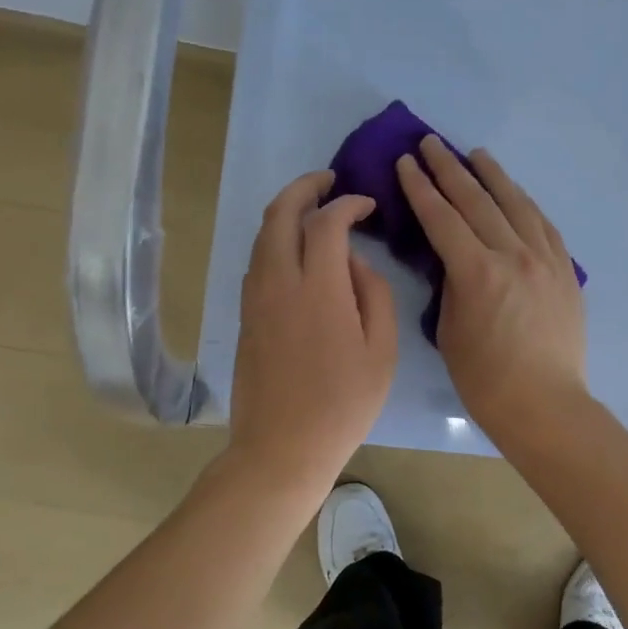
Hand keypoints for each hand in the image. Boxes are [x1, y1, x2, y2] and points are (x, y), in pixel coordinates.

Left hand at [228, 170, 397, 499]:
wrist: (282, 447)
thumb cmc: (344, 404)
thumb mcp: (381, 350)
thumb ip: (372, 293)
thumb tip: (352, 261)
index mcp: (318, 288)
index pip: (326, 222)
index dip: (347, 203)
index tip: (366, 204)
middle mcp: (278, 281)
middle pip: (279, 214)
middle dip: (304, 188)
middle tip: (328, 181)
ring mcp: (255, 298)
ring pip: (262, 236)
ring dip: (286, 213)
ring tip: (313, 211)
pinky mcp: (246, 316)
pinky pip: (257, 261)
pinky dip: (275, 241)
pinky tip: (297, 253)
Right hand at [397, 138, 587, 443]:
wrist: (544, 404)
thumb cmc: (485, 379)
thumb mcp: (449, 330)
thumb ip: (450, 285)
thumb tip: (452, 259)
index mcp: (477, 272)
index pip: (442, 218)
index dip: (420, 188)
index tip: (405, 163)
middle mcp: (513, 254)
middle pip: (477, 201)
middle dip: (449, 169)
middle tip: (430, 143)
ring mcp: (544, 260)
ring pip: (515, 204)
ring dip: (493, 176)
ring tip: (476, 154)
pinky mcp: (564, 271)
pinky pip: (543, 225)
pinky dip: (525, 204)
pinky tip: (516, 194)